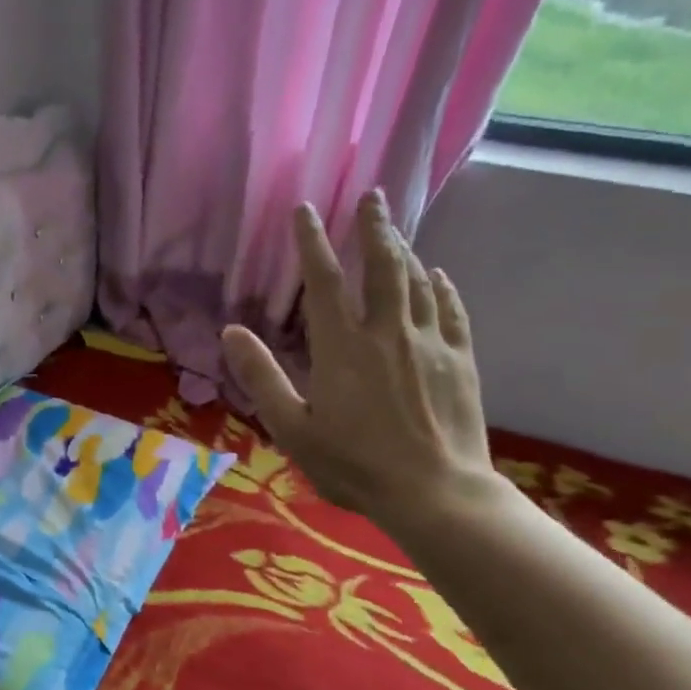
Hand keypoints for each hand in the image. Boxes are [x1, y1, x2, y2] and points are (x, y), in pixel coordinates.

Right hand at [221, 192, 499, 530]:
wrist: (435, 493)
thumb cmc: (353, 464)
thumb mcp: (291, 427)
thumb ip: (261, 376)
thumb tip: (230, 331)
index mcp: (342, 348)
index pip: (323, 281)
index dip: (311, 242)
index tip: (305, 210)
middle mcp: (388, 333)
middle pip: (382, 266)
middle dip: (374, 228)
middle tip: (371, 196)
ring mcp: (430, 344)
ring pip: (416, 282)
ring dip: (403, 250)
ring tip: (393, 229)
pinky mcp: (460, 361)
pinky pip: (450, 311)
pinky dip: (441, 287)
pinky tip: (436, 276)